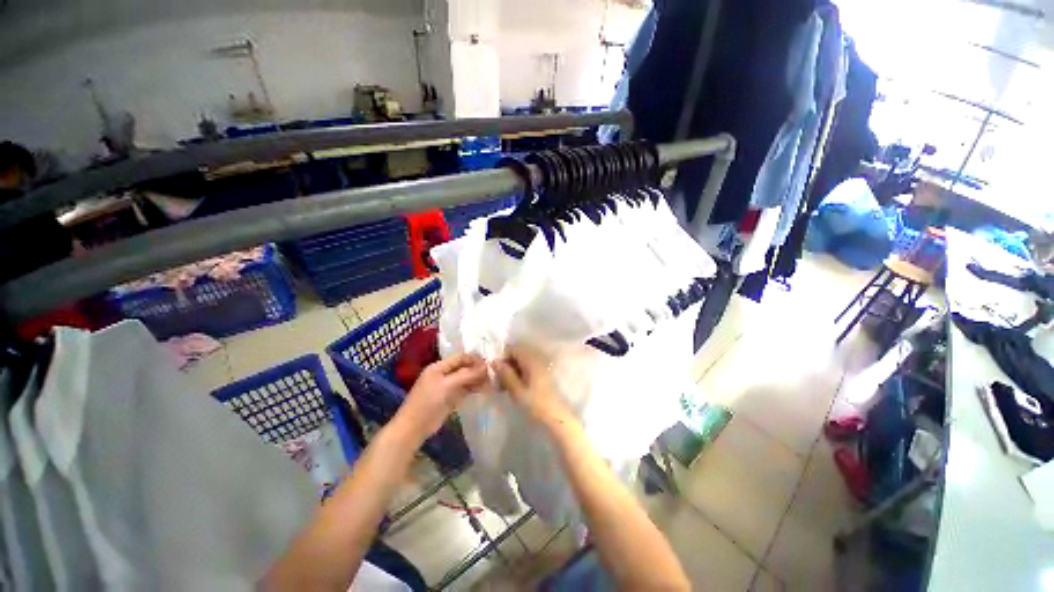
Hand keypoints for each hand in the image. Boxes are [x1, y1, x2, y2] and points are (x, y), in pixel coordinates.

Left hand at [395, 354, 488, 443]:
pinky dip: (474, 388)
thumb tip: (485, 366)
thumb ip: (466, 375)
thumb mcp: (447, 385)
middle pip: (464, 367)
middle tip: (493, 373)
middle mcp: (443, 374)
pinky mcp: (450, 398)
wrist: (414, 428)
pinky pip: (464, 389)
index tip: (489, 363)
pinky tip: (484, 389)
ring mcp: (447, 386)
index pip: (460, 357)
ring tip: (492, 381)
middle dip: (477, 369)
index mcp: (439, 366)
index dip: (474, 359)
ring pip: (465, 379)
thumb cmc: (428, 402)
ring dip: (477, 379)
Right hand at [492, 345, 573, 428]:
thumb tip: (494, 361)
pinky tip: (513, 388)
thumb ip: (505, 374)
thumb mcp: (516, 390)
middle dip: (506, 364)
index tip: (494, 370)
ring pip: (522, 362)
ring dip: (512, 370)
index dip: (502, 356)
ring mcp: (541, 367)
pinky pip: (527, 369)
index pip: (514, 348)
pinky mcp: (542, 376)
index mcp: (531, 360)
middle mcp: (537, 360)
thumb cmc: (535, 404)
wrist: (556, 418)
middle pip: (518, 354)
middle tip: (497, 380)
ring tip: (503, 386)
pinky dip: (519, 375)